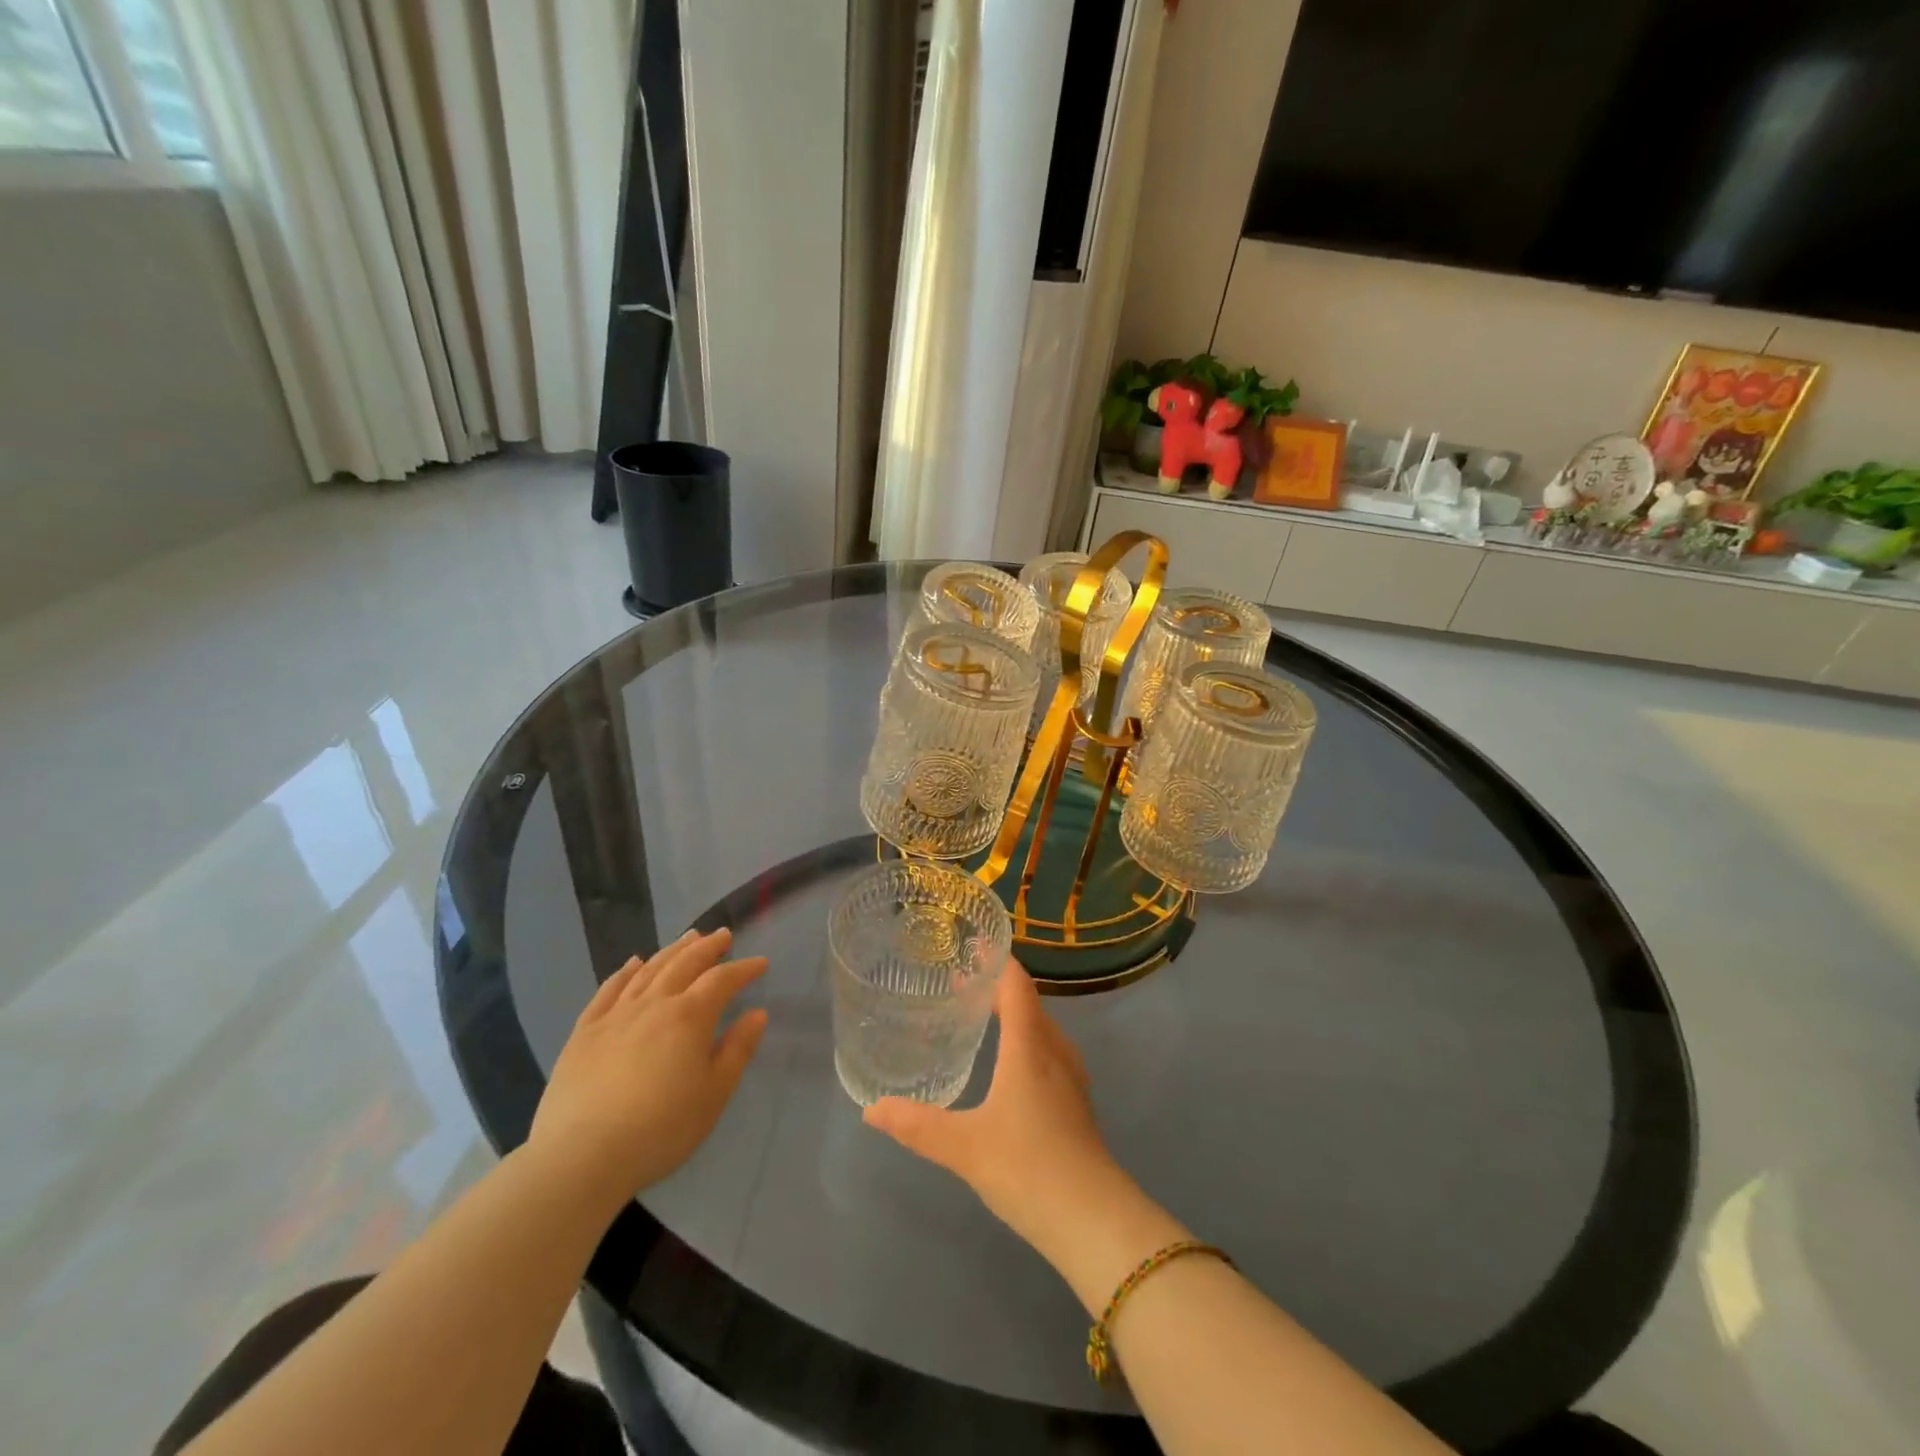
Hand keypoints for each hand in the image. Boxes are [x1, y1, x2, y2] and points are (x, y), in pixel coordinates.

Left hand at [527, 929, 767, 1208]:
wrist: (582, 1156)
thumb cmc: (661, 1128)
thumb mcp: (713, 1094)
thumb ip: (737, 1050)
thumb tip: (757, 1014)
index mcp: (689, 1016)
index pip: (722, 980)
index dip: (743, 969)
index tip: (760, 964)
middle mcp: (654, 1004)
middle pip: (685, 964)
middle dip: (707, 947)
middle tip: (722, 935)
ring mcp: (615, 1015)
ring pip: (648, 970)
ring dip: (672, 951)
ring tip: (687, 938)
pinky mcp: (584, 1032)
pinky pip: (608, 990)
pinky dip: (624, 972)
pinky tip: (632, 963)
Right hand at [864, 962, 1126, 1256]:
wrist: (1093, 1220)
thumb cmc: (1028, 1168)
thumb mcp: (964, 1147)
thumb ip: (917, 1125)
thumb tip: (871, 1109)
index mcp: (1030, 1046)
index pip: (1017, 985)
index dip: (997, 961)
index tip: (972, 945)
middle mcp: (1054, 1051)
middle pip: (1029, 1003)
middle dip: (998, 988)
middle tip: (960, 983)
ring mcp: (1070, 1078)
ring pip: (1041, 1029)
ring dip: (1014, 1015)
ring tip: (981, 1017)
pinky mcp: (1076, 1103)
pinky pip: (1048, 1052)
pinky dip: (1026, 1041)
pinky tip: (1009, 1066)